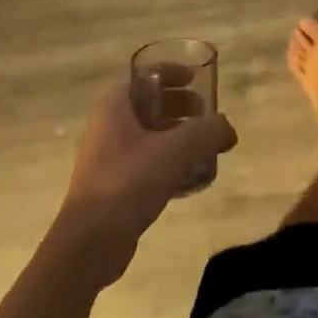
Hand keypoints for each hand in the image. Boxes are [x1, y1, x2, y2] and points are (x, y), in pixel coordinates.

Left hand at [56, 78, 236, 283]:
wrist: (89, 244)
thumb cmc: (129, 182)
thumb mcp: (176, 150)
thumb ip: (207, 132)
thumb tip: (228, 130)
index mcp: (115, 107)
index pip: (145, 76)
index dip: (172, 73)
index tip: (197, 79)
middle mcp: (107, 127)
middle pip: (148, 105)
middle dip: (179, 106)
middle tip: (206, 115)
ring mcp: (106, 159)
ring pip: (147, 135)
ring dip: (176, 135)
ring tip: (203, 146)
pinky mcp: (111, 187)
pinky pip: (144, 163)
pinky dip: (167, 161)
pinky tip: (189, 178)